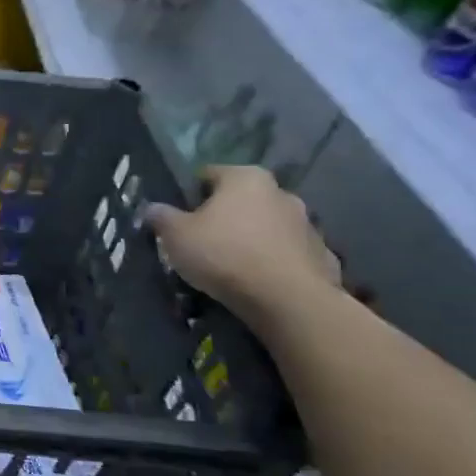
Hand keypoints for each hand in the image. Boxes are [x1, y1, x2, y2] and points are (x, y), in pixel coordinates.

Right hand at [144, 165, 341, 326]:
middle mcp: (281, 192)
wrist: (288, 300)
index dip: (189, 195)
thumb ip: (161, 217)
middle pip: (241, 200)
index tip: (179, 219)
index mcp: (245, 178)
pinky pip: (287, 253)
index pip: (208, 174)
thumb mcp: (176, 235)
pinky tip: (257, 282)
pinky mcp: (323, 255)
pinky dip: (272, 262)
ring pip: (266, 226)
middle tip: (202, 242)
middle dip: (223, 216)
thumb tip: (152, 208)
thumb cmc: (224, 254)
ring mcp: (307, 224)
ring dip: (250, 238)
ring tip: (229, 267)